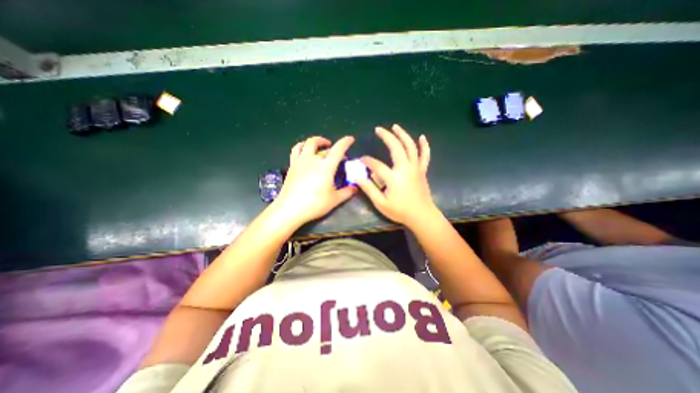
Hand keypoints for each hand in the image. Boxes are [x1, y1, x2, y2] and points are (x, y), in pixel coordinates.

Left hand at [273, 136, 356, 224]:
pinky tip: (305, 150)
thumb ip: (347, 192)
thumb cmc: (314, 204)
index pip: (338, 150)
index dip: (345, 142)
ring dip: (317, 141)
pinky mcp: (292, 165)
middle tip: (339, 156)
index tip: (350, 139)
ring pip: (309, 143)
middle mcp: (313, 160)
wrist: (290, 209)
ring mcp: (301, 161)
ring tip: (322, 145)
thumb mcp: (334, 200)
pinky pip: (297, 149)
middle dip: (334, 149)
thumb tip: (355, 188)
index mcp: (326, 167)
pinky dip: (303, 146)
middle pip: (325, 149)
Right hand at [357, 124, 435, 225]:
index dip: (367, 161)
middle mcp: (405, 168)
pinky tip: (422, 137)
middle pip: (396, 147)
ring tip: (395, 126)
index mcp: (394, 177)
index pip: (377, 164)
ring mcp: (416, 168)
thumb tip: (357, 177)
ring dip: (403, 135)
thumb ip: (369, 189)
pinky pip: (425, 155)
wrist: (422, 216)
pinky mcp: (422, 170)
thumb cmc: (400, 211)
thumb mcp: (381, 203)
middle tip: (378, 129)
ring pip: (410, 146)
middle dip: (386, 136)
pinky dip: (424, 145)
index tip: (361, 159)